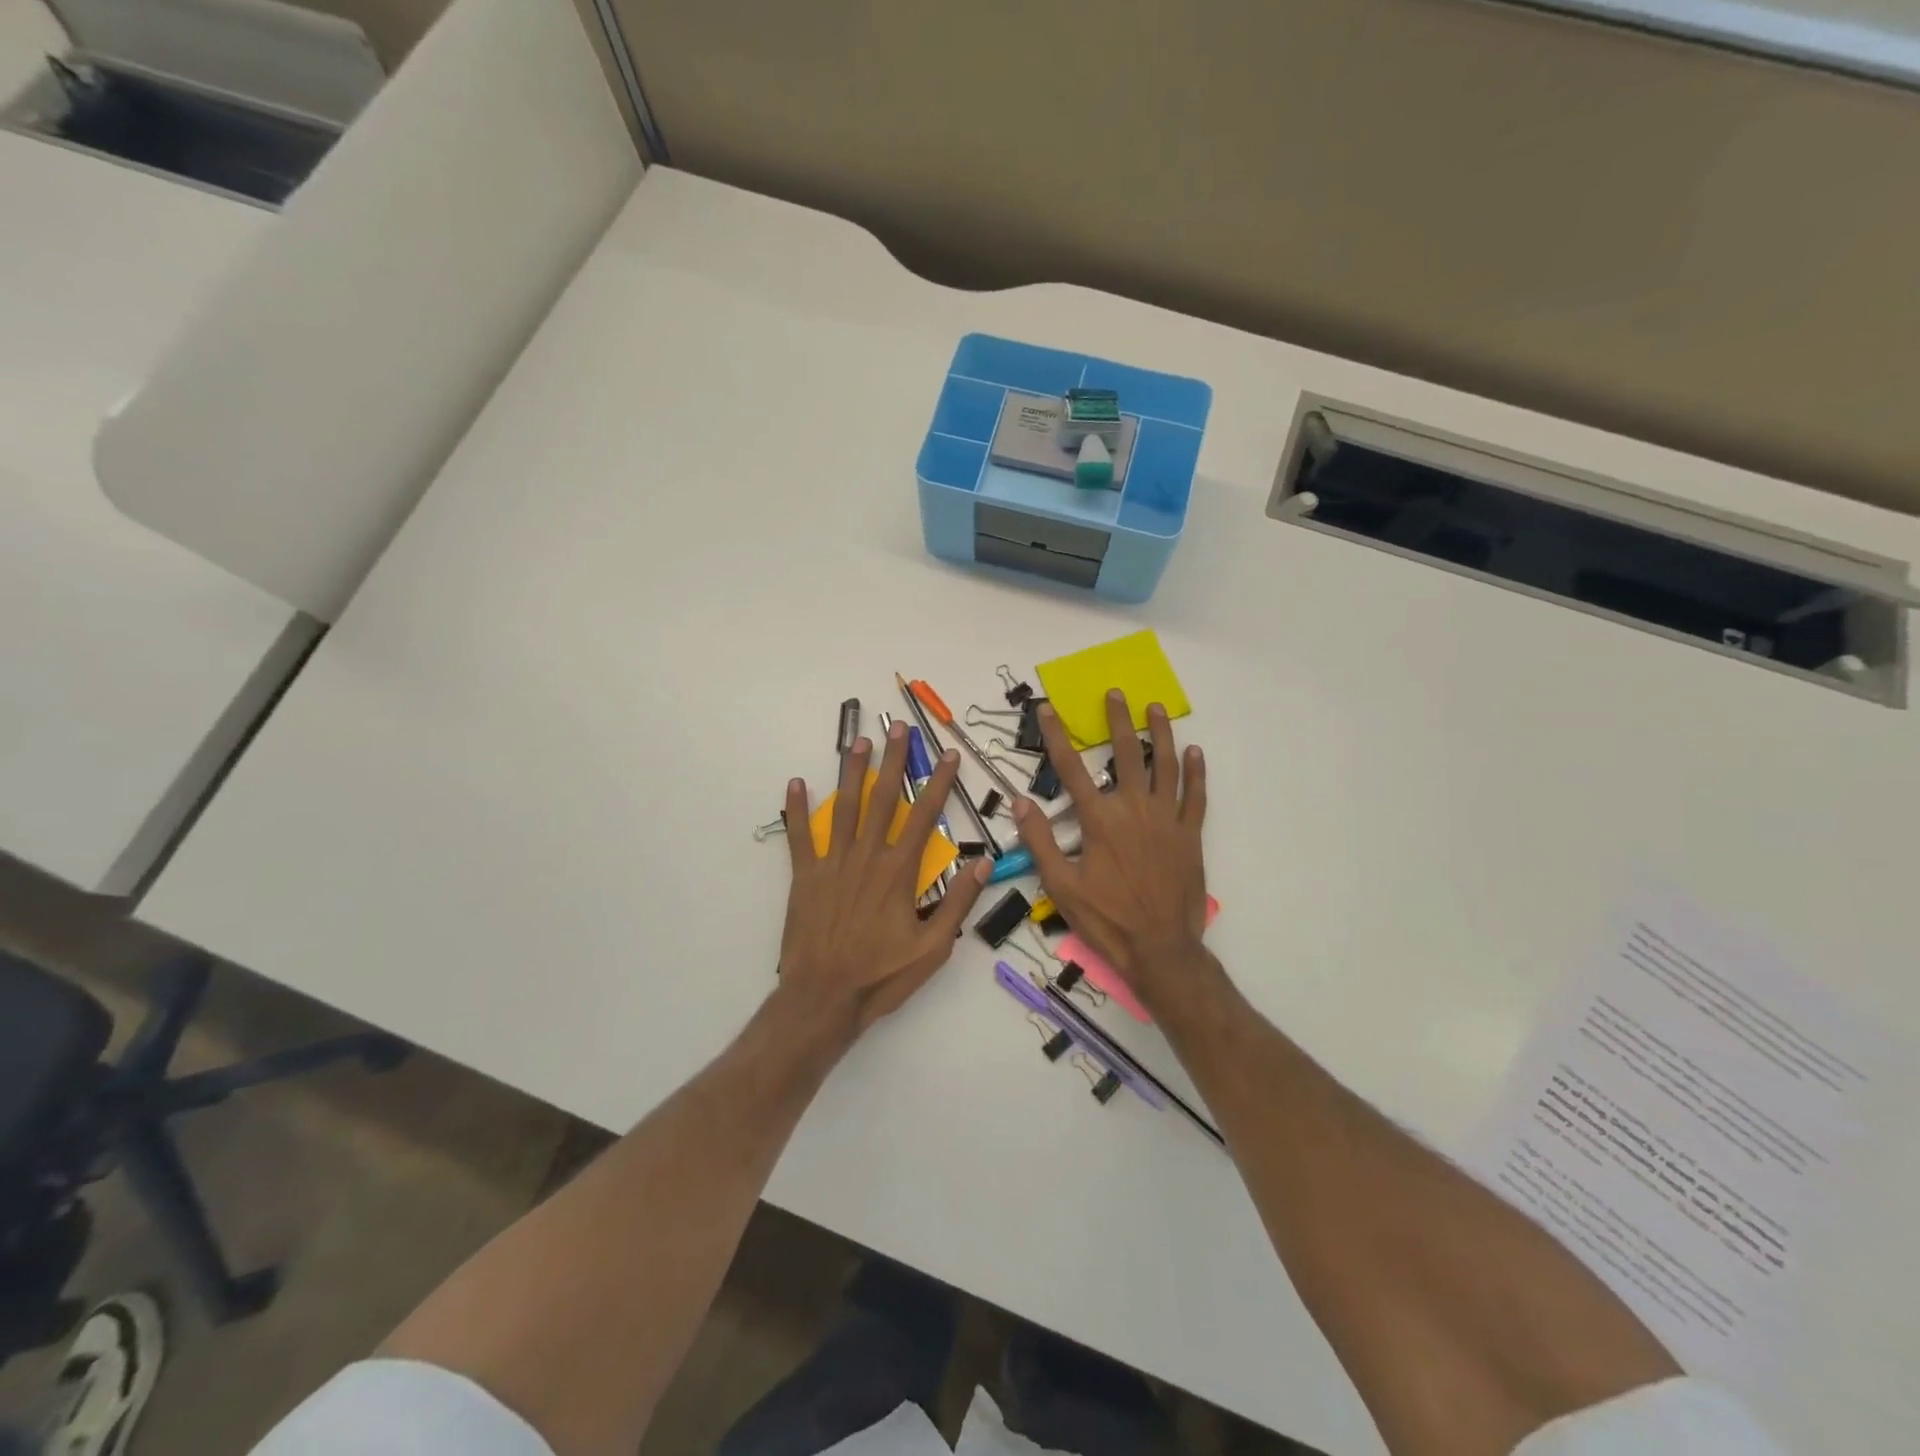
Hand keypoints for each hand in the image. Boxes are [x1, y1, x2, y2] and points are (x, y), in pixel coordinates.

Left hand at [776, 722, 989, 1041]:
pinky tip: (796, 782)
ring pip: (843, 806)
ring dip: (851, 771)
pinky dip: (797, 809)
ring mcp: (833, 863)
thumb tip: (983, 863)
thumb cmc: (882, 975)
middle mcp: (867, 856)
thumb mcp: (933, 948)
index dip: (938, 782)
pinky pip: (800, 836)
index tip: (947, 755)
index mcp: (899, 871)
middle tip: (897, 727)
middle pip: (882, 798)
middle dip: (893, 760)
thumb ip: (958, 903)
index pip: (925, 815)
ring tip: (857, 741)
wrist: (824, 998)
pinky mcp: (805, 876)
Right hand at [1012, 692, 1209, 1012]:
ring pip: (1164, 767)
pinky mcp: (1189, 835)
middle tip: (1115, 693)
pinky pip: (1194, 797)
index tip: (1048, 710)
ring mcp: (1165, 820)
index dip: (1056, 736)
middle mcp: (1133, 810)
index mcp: (1099, 821)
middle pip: (1124, 755)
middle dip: (1117, 721)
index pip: (1071, 769)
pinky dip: (1195, 773)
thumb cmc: (1106, 920)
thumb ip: (1040, 841)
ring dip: (1160, 735)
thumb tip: (1020, 802)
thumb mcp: (1061, 886)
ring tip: (1156, 708)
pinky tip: (1194, 752)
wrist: (1160, 949)